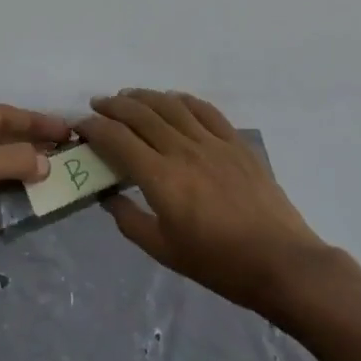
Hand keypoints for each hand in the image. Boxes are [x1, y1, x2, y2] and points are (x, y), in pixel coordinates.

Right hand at [78, 89, 331, 315]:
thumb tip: (106, 196)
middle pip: (141, 114)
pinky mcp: (236, 143)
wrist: (280, 262)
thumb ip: (129, 220)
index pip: (118, 139)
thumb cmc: (218, 264)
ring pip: (171, 106)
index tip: (80, 125)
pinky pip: (205, 110)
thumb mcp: (164, 251)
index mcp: (161, 179)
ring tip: (128, 96)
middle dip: (113, 106)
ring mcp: (213, 143)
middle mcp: (183, 151)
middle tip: (97, 106)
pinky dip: (183, 100)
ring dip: (144, 96)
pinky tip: (172, 100)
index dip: (94, 127)